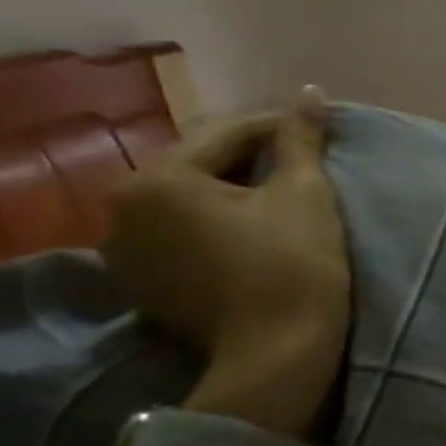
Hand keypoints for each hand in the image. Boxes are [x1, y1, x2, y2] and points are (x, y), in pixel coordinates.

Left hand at [103, 88, 348, 437]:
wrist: (277, 354)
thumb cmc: (294, 262)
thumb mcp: (304, 193)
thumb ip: (300, 138)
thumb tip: (309, 90)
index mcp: (157, 180)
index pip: (229, 133)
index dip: (282, 128)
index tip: (322, 131)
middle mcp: (123, 209)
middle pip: (202, 164)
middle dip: (254, 158)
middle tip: (306, 163)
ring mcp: (125, 251)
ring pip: (191, 199)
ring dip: (234, 189)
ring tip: (283, 194)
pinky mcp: (142, 282)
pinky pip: (182, 232)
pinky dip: (217, 222)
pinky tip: (254, 229)